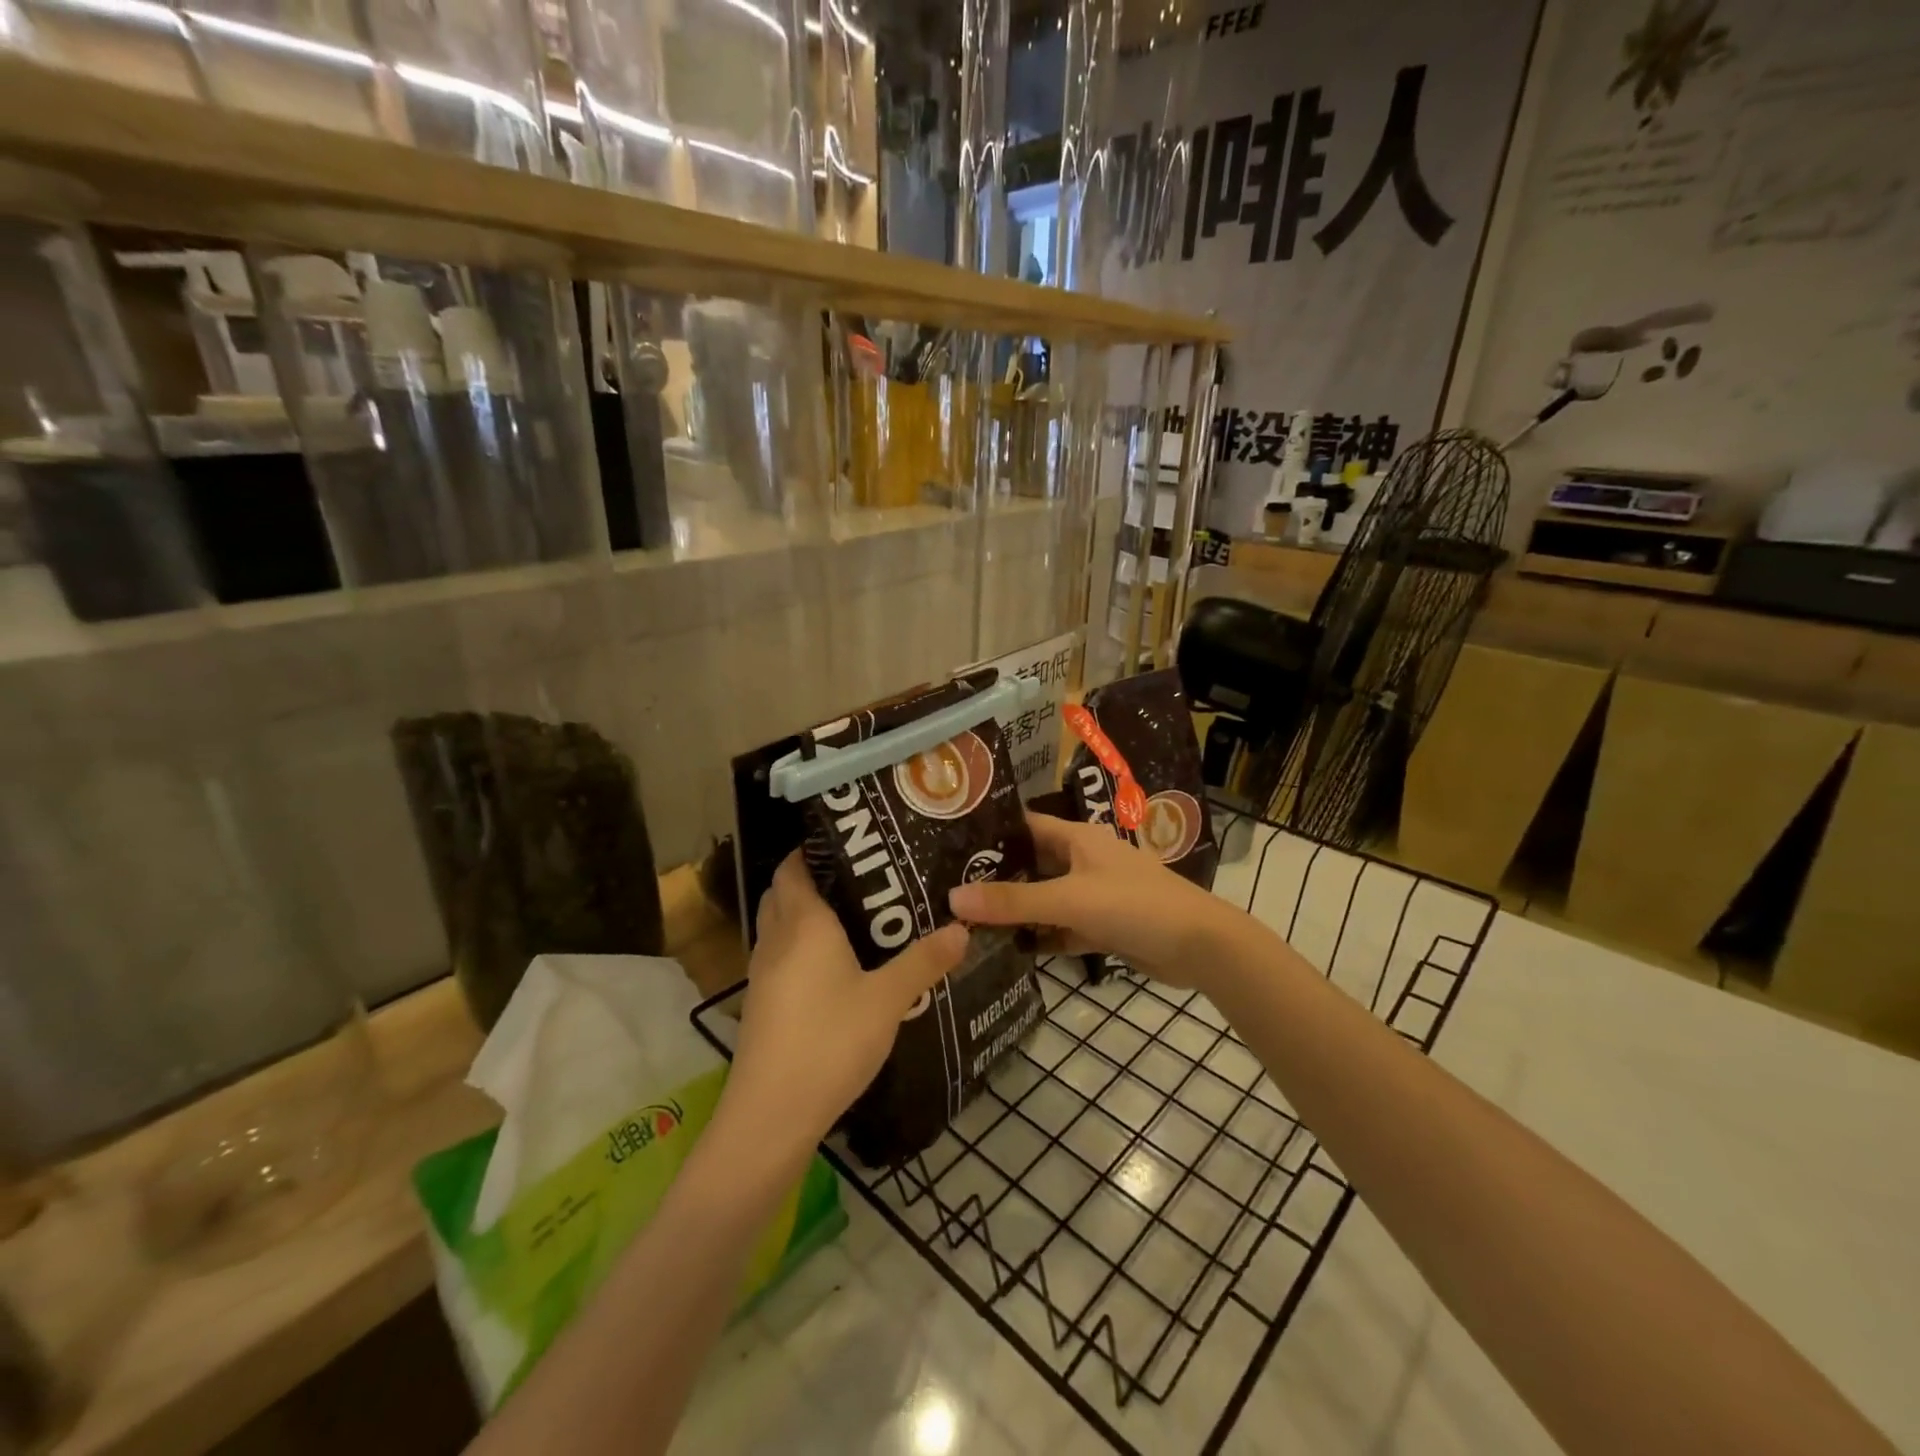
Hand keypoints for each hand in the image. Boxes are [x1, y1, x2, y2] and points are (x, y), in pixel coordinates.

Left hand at [724, 853, 967, 1154]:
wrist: (771, 1115)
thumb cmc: (830, 1042)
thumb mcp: (888, 999)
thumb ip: (924, 961)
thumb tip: (961, 928)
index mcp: (803, 924)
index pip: (793, 866)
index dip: (813, 848)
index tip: (852, 843)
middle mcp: (776, 939)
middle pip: (783, 891)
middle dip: (813, 877)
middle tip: (861, 877)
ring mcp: (763, 973)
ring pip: (779, 924)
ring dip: (804, 912)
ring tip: (854, 915)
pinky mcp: (762, 1003)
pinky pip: (780, 954)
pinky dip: (800, 945)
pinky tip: (835, 965)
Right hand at [948, 812, 1232, 990]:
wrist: (1200, 948)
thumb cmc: (1134, 906)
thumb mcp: (1069, 899)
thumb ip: (1013, 901)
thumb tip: (953, 898)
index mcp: (1078, 839)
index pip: (1025, 826)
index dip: (991, 832)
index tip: (949, 843)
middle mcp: (1083, 861)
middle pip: (1032, 864)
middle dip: (996, 877)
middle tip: (947, 888)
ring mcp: (1094, 896)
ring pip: (1045, 899)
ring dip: (1016, 910)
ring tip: (966, 920)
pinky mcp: (1102, 928)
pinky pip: (1061, 928)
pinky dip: (1040, 937)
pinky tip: (1007, 949)